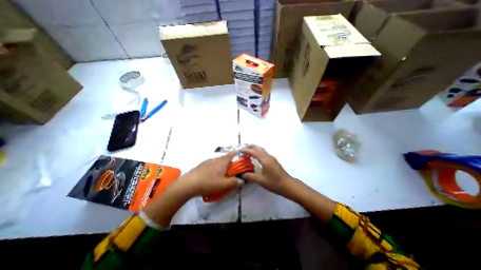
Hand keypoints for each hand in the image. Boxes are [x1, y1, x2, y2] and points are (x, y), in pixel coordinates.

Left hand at [180, 151, 242, 198]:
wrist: (188, 184)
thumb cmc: (208, 183)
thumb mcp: (223, 185)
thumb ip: (234, 182)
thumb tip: (242, 180)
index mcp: (222, 162)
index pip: (231, 154)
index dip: (236, 153)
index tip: (240, 155)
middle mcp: (215, 159)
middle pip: (224, 158)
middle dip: (229, 162)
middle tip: (232, 170)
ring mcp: (207, 161)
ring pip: (217, 161)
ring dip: (221, 165)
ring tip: (222, 174)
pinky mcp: (201, 165)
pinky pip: (211, 164)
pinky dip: (214, 168)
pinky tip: (211, 176)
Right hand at [241, 145, 292, 196]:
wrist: (288, 185)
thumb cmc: (274, 183)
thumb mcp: (261, 181)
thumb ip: (251, 177)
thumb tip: (242, 174)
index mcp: (265, 160)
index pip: (254, 152)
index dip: (246, 150)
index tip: (240, 150)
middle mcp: (268, 157)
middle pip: (258, 148)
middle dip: (250, 147)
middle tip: (243, 148)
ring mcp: (272, 158)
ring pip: (262, 150)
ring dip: (255, 149)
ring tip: (248, 151)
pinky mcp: (274, 160)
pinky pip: (264, 153)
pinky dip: (258, 152)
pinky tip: (256, 157)